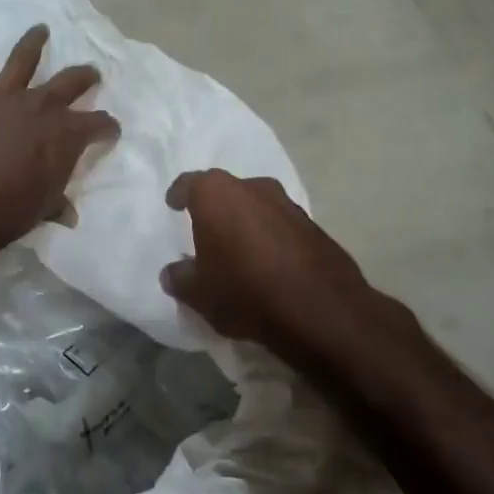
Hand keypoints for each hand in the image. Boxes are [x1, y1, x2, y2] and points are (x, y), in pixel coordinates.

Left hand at [0, 15, 118, 250]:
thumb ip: (57, 203)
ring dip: (35, 40)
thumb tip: (70, 214)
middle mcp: (39, 105)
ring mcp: (0, 94)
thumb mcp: (42, 210)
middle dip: (84, 77)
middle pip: (70, 82)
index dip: (107, 127)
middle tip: (89, 74)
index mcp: (65, 134)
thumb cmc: (6, 212)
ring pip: (23, 58)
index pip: (98, 124)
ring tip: (41, 29)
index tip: (109, 131)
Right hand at [161, 169, 397, 368]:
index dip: (179, 194)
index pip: (190, 183)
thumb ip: (179, 278)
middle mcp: (254, 188)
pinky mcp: (314, 226)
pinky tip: (268, 262)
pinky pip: (281, 225)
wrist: (320, 310)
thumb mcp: (198, 293)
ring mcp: (288, 204)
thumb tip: (173, 273)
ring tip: (238, 247)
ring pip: (257, 205)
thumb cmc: (244, 291)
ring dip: (246, 221)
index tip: (173, 204)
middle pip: (226, 191)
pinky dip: (270, 237)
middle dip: (215, 207)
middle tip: (206, 229)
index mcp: (217, 195)